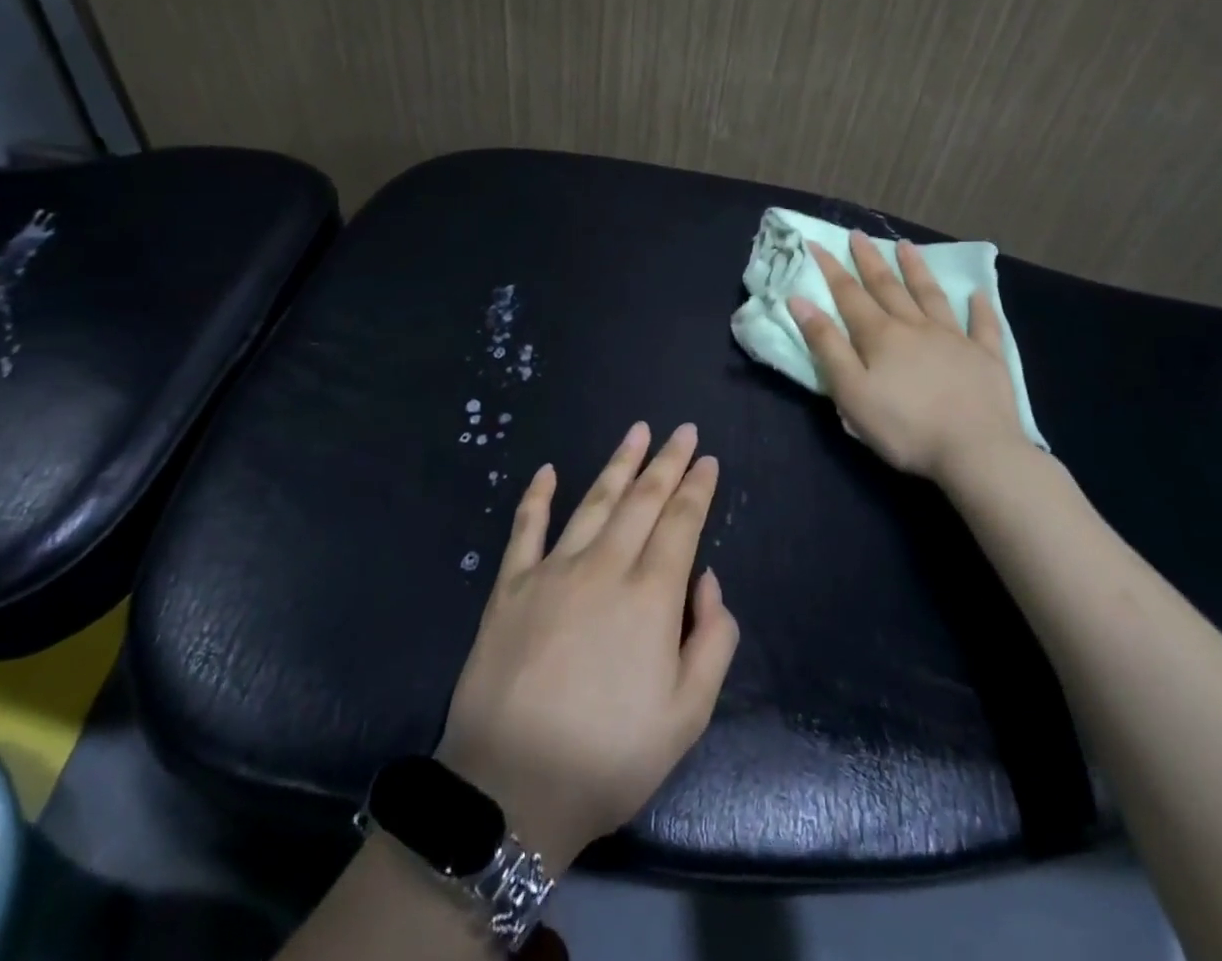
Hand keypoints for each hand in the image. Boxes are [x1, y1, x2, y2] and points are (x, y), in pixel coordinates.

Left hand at [435, 422, 739, 873]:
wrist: (510, 791)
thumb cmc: (609, 757)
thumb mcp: (687, 716)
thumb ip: (712, 640)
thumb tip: (706, 580)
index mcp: (650, 596)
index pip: (681, 524)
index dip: (697, 489)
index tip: (707, 460)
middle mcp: (603, 567)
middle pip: (642, 501)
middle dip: (666, 462)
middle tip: (682, 430)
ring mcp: (551, 571)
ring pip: (592, 502)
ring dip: (618, 464)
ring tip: (636, 432)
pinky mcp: (509, 587)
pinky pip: (525, 529)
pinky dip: (536, 496)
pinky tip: (547, 471)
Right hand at [788, 231, 1038, 488]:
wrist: (975, 451)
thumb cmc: (903, 427)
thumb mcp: (851, 391)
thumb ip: (826, 345)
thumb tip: (800, 301)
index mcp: (880, 336)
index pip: (849, 294)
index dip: (830, 268)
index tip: (815, 243)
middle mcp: (915, 327)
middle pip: (888, 286)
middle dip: (870, 260)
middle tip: (858, 234)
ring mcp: (954, 338)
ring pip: (931, 295)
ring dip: (917, 270)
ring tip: (906, 246)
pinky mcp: (986, 357)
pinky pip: (983, 325)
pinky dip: (980, 308)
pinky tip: (977, 294)